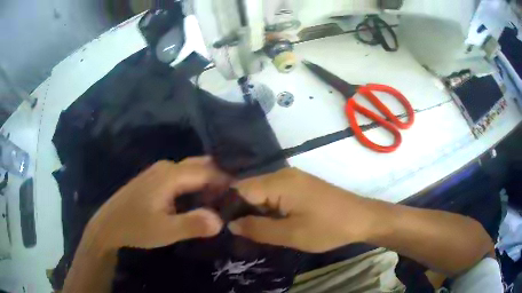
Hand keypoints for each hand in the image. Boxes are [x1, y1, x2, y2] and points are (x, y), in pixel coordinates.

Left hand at [86, 157, 230, 249]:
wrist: (108, 225)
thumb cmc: (135, 227)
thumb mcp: (165, 231)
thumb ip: (193, 225)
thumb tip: (221, 220)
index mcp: (170, 175)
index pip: (207, 172)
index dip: (226, 182)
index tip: (241, 195)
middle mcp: (166, 167)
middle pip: (200, 166)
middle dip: (218, 179)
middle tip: (231, 200)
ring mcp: (158, 171)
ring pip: (191, 170)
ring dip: (207, 182)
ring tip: (218, 201)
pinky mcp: (154, 178)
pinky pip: (181, 175)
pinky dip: (195, 184)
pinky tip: (198, 199)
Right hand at [228, 168, 377, 252]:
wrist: (361, 218)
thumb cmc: (328, 228)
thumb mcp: (291, 234)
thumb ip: (258, 229)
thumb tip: (231, 224)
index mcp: (278, 182)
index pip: (239, 189)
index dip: (228, 207)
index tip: (224, 226)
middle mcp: (282, 174)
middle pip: (249, 189)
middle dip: (241, 210)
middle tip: (238, 233)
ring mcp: (293, 178)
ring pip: (262, 192)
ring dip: (255, 211)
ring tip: (251, 230)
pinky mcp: (300, 185)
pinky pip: (275, 193)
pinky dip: (268, 208)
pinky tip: (270, 222)